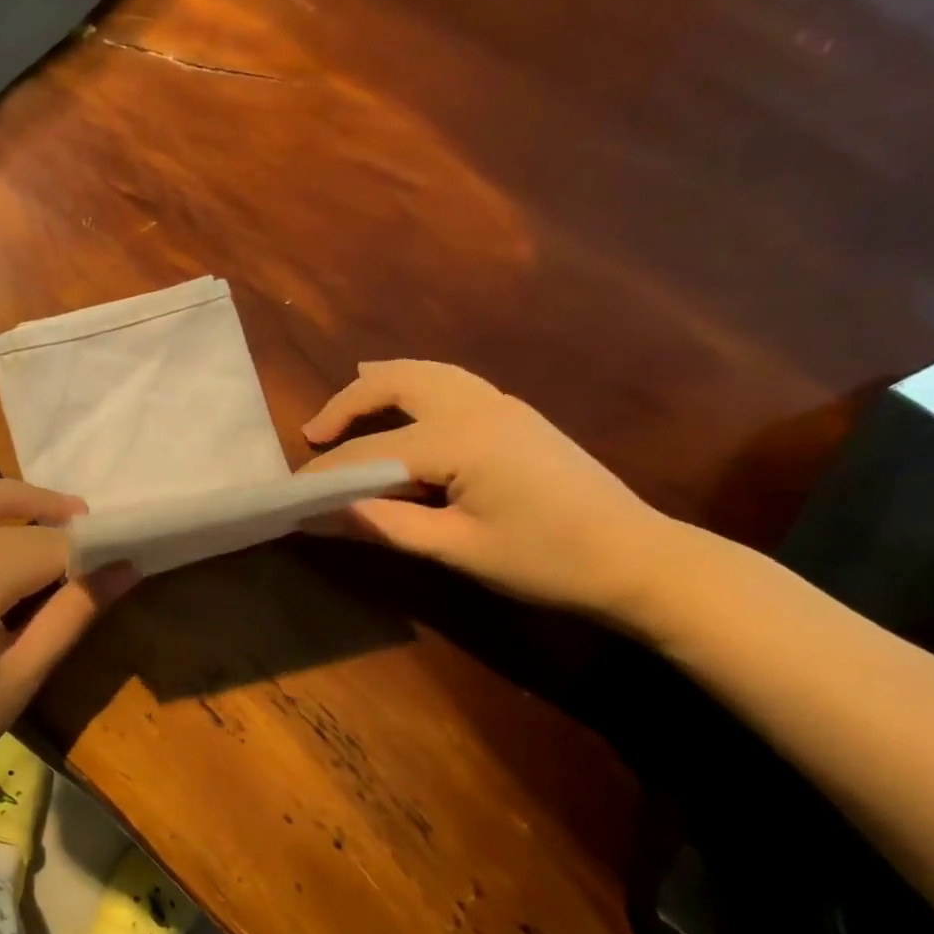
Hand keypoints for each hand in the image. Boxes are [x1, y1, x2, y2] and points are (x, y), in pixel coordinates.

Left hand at [0, 437, 136, 811]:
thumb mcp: (25, 674)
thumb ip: (75, 614)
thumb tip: (127, 568)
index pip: (45, 551)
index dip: (86, 554)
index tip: (119, 560)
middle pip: (13, 519)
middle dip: (59, 523)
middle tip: (95, 540)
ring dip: (19, 496)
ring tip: (59, 509)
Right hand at [298, 360, 683, 619]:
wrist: (641, 560)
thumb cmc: (547, 560)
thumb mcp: (457, 549)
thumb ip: (384, 525)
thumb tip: (319, 516)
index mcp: (459, 440)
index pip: (372, 453)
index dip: (327, 475)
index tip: (292, 495)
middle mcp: (476, 406)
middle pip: (396, 384)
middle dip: (347, 403)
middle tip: (314, 433)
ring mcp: (501, 404)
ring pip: (425, 373)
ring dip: (379, 384)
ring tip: (345, 402)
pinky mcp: (515, 414)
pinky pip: (449, 381)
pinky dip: (413, 384)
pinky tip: (404, 402)